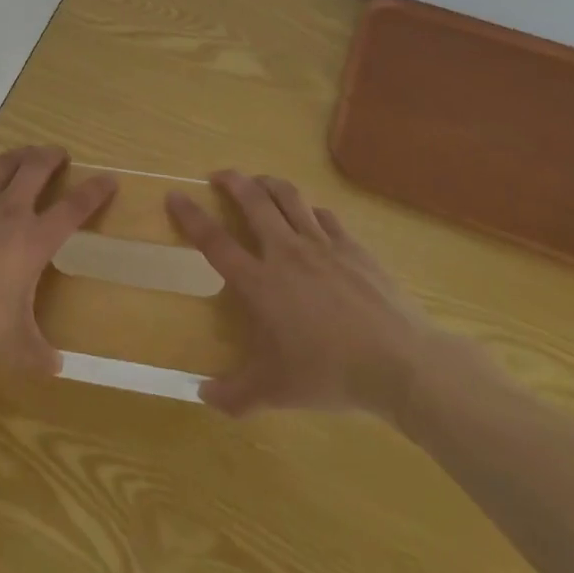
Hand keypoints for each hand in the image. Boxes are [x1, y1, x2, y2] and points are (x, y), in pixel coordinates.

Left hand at [0, 146, 115, 373]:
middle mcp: (8, 211)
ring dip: (18, 155)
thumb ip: (36, 355)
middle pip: (37, 170)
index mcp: (33, 240)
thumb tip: (57, 370)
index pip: (73, 209)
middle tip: (60, 153)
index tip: (109, 178)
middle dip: (52, 157)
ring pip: (3, 164)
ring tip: (26, 152)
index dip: (94, 192)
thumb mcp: (10, 345)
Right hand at [167, 170, 435, 419]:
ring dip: (268, 184)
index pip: (214, 241)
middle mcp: (286, 252)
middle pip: (253, 201)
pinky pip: (325, 216)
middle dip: (232, 181)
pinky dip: (310, 210)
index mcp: (260, 282)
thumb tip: (203, 397)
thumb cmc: (330, 374)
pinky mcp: (353, 247)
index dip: (190, 216)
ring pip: (289, 197)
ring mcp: (322, 244)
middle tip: (219, 175)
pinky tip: (310, 216)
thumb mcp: (276, 391)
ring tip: (259, 182)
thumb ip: (235, 394)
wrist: (399, 362)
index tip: (174, 195)